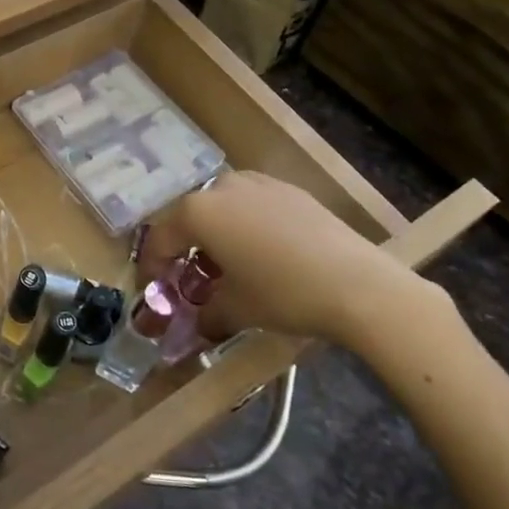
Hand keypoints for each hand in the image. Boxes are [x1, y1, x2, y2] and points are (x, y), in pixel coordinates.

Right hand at [135, 172, 436, 346]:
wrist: (357, 283)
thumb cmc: (282, 293)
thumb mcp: (236, 310)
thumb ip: (207, 314)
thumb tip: (200, 325)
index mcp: (198, 212)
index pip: (161, 239)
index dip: (152, 267)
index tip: (151, 289)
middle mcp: (221, 187)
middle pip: (191, 218)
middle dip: (186, 248)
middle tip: (190, 278)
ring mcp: (258, 183)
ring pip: (223, 207)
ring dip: (217, 234)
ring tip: (228, 265)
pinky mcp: (289, 190)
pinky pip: (253, 205)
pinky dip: (246, 226)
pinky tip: (263, 254)